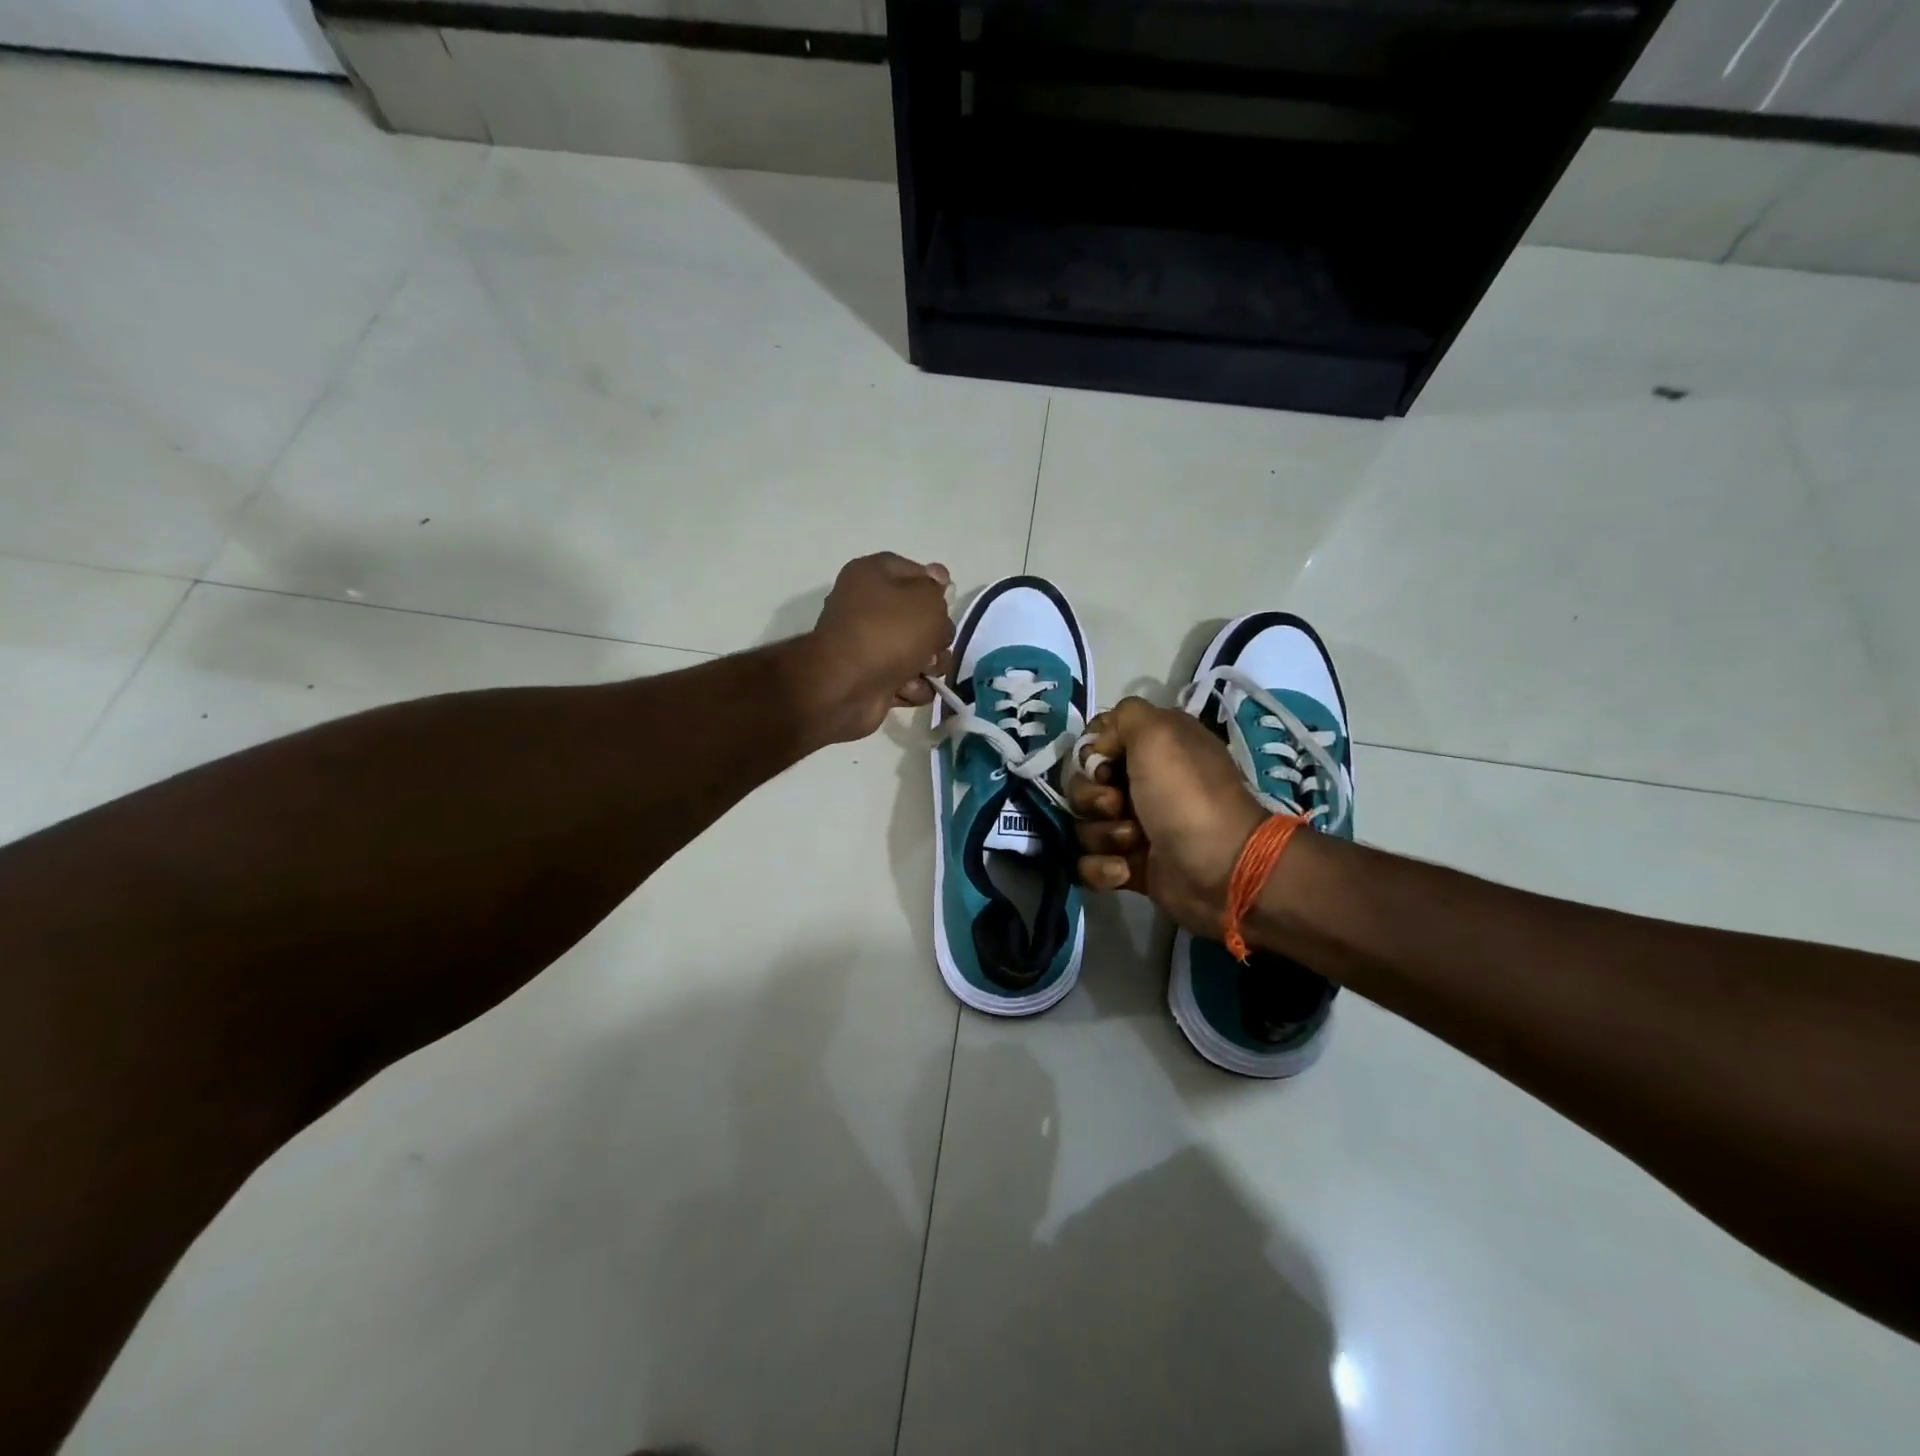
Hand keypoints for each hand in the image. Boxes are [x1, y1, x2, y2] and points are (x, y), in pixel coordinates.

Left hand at [796, 553, 953, 743]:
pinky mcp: (872, 679)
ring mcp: (868, 646)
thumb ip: (937, 589)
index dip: (936, 589)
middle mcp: (867, 607)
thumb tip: (936, 578)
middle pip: (921, 618)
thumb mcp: (927, 600)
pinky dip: (912, 687)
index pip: (916, 572)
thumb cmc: (889, 632)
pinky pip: (907, 681)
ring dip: (930, 665)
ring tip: (923, 671)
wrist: (846, 686)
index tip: (947, 606)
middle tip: (934, 645)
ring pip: (919, 653)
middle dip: (937, 636)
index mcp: (873, 575)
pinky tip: (906, 689)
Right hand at [1066, 697, 1266, 936]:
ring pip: (1085, 825)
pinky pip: (1091, 864)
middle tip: (1117, 806)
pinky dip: (1102, 868)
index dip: (1090, 755)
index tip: (1102, 765)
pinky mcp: (1131, 866)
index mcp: (1153, 749)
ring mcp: (1136, 827)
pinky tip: (1125, 870)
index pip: (1096, 743)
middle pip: (1083, 786)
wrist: (1222, 869)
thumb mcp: (1159, 732)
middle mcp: (1143, 784)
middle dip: (1092, 798)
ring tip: (1134, 842)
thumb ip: (1123, 716)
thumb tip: (1099, 746)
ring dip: (1103, 835)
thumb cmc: (1187, 796)